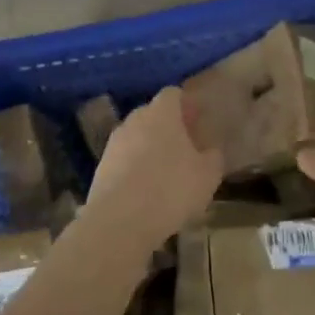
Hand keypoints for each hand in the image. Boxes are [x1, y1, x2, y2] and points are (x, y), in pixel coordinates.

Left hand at [83, 86, 222, 246]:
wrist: (119, 221)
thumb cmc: (171, 189)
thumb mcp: (208, 175)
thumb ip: (213, 157)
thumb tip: (210, 151)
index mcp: (161, 113)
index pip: (173, 94)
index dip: (186, 106)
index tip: (197, 122)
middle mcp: (134, 120)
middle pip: (152, 114)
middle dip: (168, 127)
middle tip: (185, 148)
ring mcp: (114, 143)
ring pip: (136, 137)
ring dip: (149, 148)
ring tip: (165, 172)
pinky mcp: (101, 167)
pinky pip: (123, 159)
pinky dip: (134, 168)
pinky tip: (145, 190)